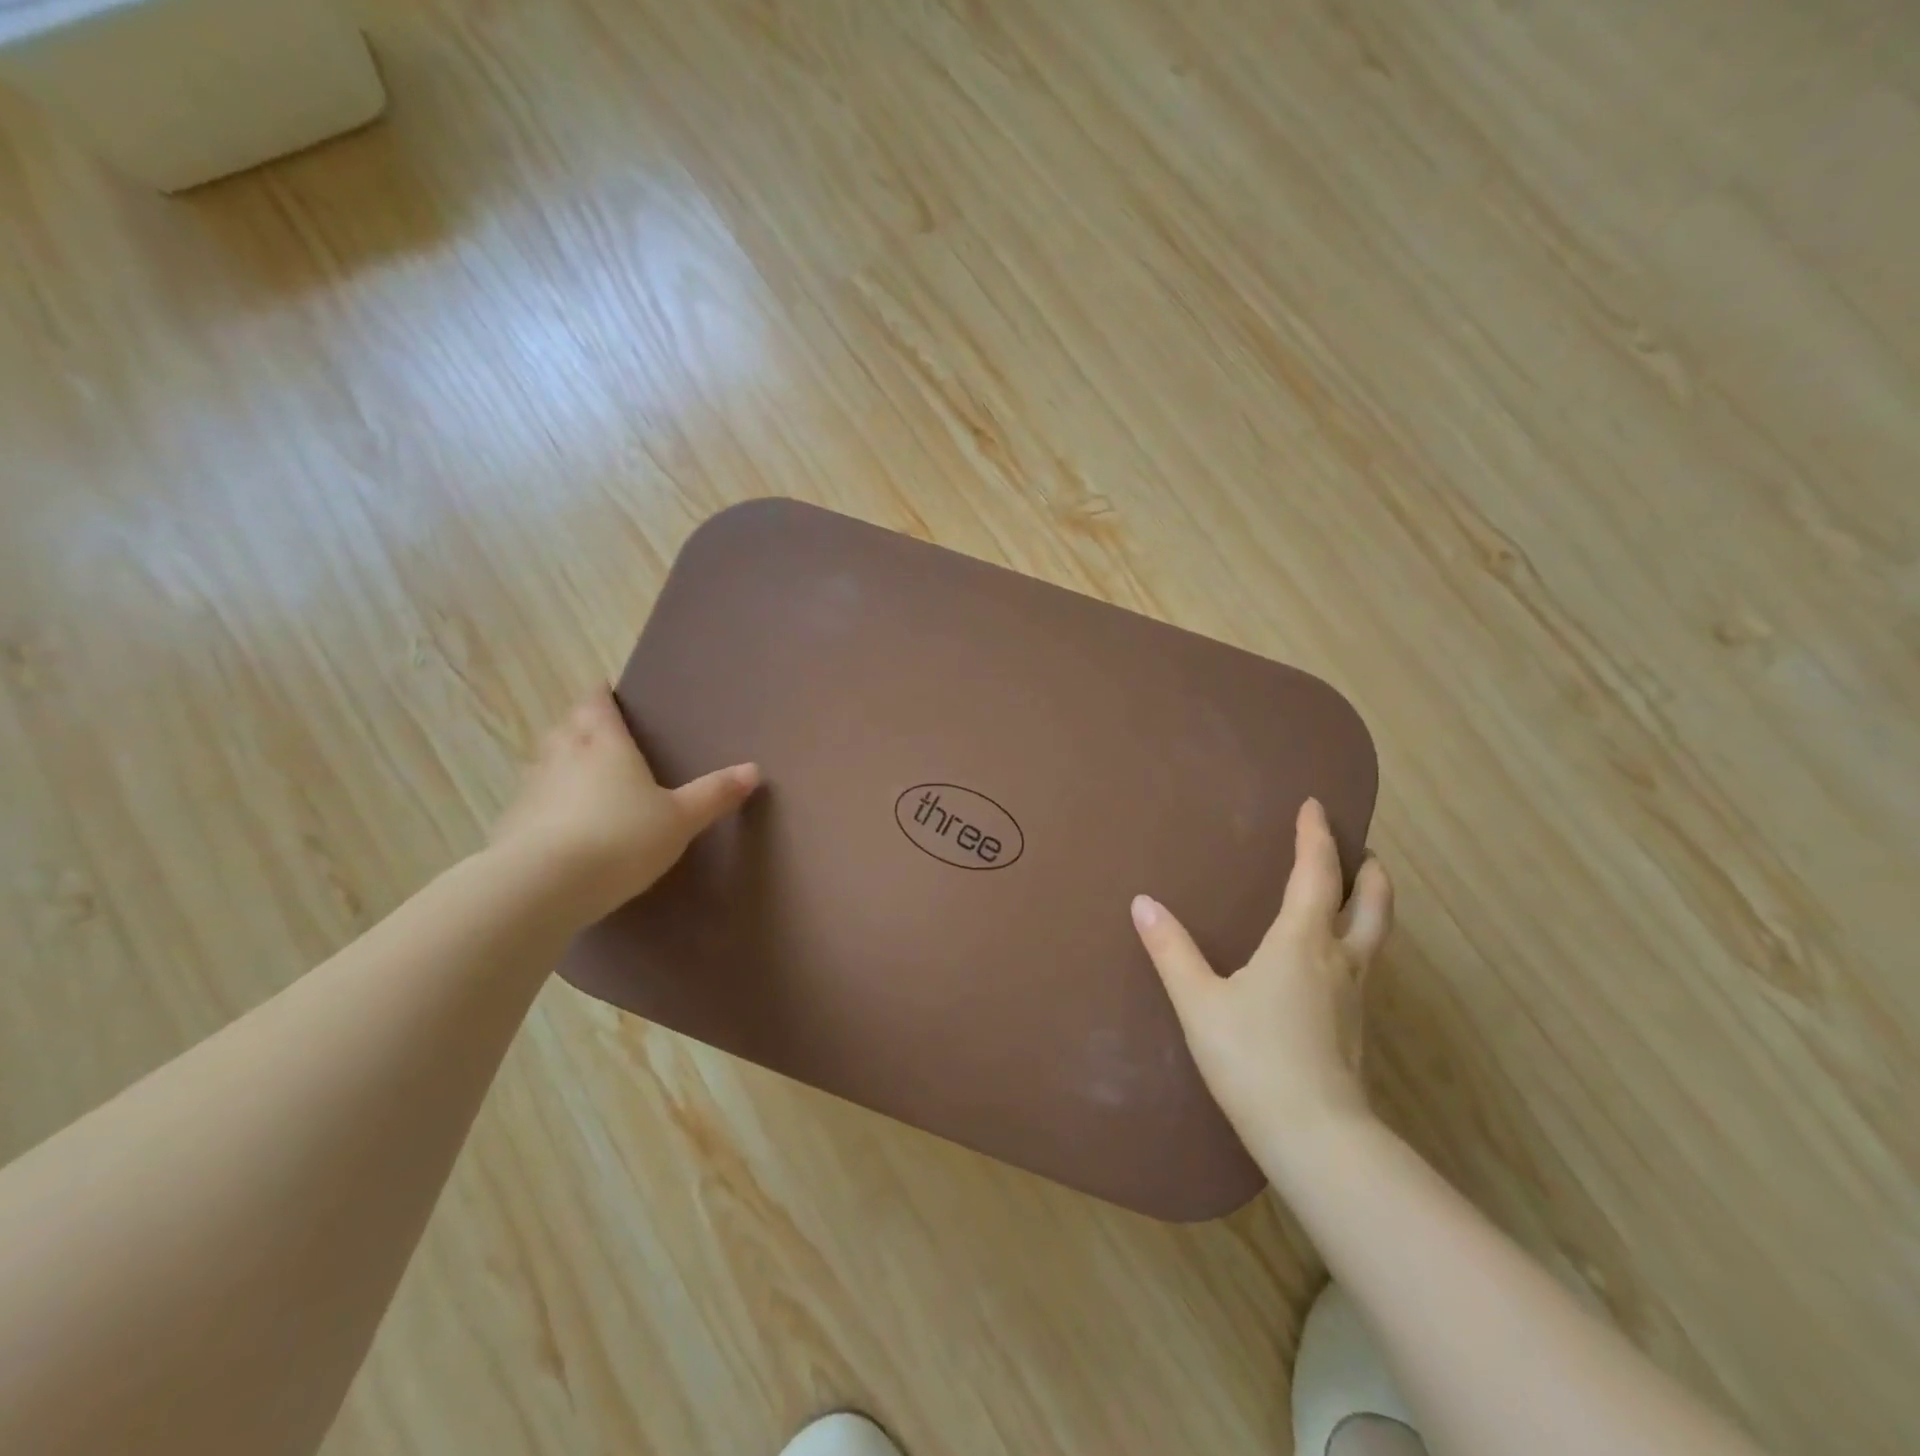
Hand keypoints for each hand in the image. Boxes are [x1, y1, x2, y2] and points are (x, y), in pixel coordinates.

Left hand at [489, 690, 758, 924]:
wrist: (543, 885)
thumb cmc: (621, 838)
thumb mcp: (680, 819)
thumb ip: (714, 794)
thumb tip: (753, 769)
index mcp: (604, 745)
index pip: (596, 705)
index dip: (601, 696)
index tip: (605, 690)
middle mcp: (562, 756)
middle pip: (566, 727)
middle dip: (579, 723)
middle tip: (595, 729)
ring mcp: (531, 789)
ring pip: (543, 761)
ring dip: (557, 760)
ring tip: (576, 771)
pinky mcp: (511, 824)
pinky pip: (530, 799)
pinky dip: (544, 800)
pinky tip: (557, 820)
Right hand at [1131, 798, 1392, 1149]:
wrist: (1315, 1138)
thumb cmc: (1253, 1057)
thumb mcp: (1199, 1001)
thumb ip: (1171, 950)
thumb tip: (1143, 903)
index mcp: (1303, 941)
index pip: (1317, 873)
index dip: (1316, 835)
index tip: (1314, 805)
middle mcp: (1340, 959)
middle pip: (1372, 902)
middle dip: (1368, 870)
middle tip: (1360, 850)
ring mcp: (1356, 996)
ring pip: (1376, 936)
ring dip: (1370, 905)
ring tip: (1354, 894)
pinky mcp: (1357, 1028)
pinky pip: (1365, 966)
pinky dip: (1358, 941)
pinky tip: (1332, 961)